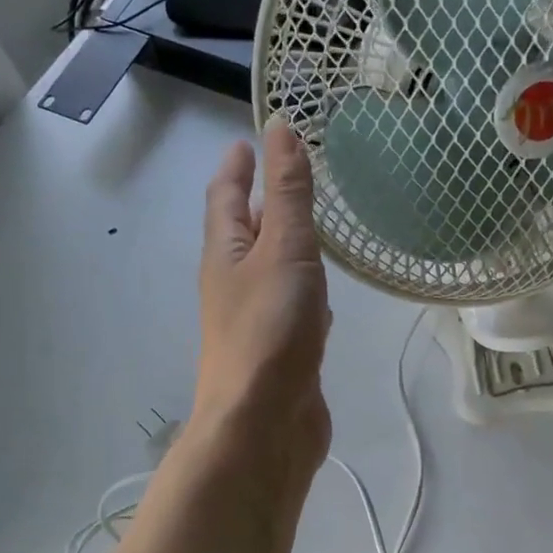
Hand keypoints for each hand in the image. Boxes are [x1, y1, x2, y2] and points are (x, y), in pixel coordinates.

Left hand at [192, 120, 332, 485]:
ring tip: (310, 230)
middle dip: (261, 204)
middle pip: (245, 234)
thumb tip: (279, 129)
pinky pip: (293, 309)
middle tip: (288, 178)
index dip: (237, 166)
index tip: (247, 139)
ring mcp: (257, 320)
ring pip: (271, 272)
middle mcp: (234, 284)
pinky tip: (326, 301)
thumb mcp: (284, 249)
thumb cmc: (270, 329)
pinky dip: (305, 292)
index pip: (226, 197)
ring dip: (286, 248)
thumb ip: (287, 193)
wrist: (263, 424)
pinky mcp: (282, 351)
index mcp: (226, 254)